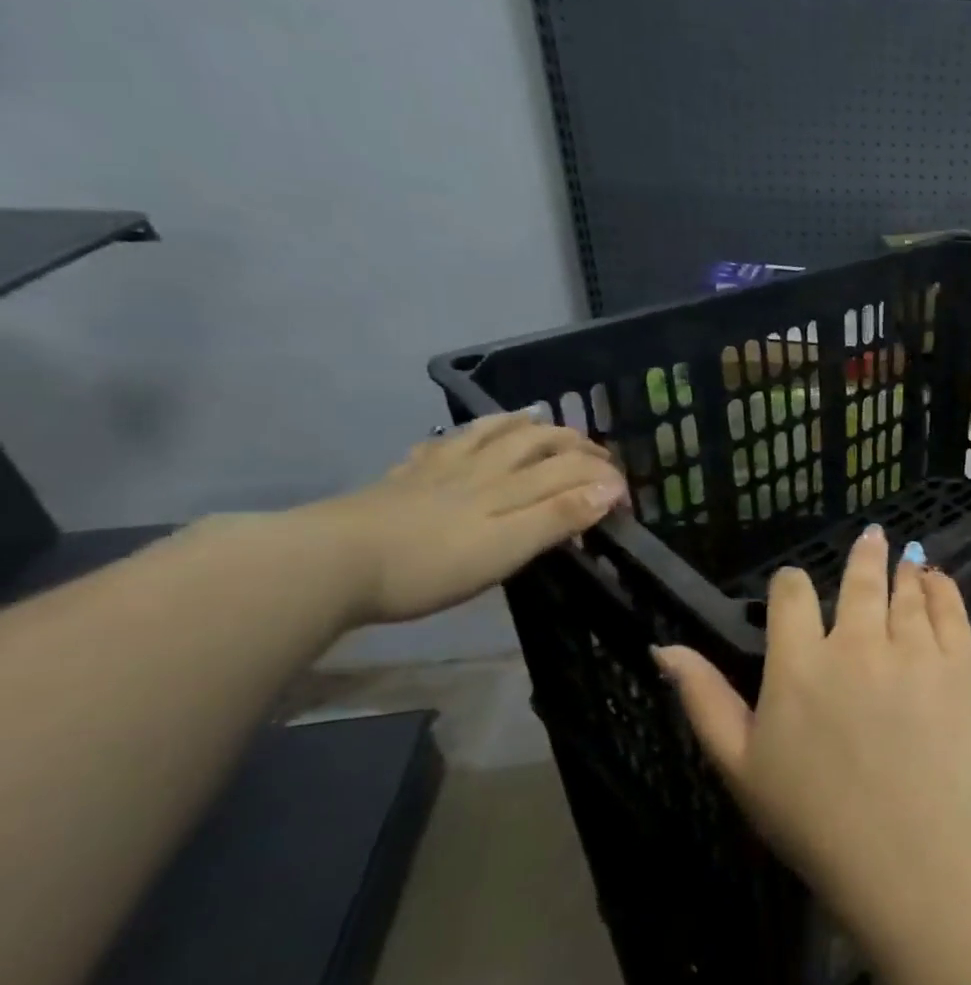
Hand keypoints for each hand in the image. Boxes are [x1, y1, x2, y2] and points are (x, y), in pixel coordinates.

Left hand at [304, 412, 627, 624]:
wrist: (328, 563)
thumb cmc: (428, 566)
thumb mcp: (506, 550)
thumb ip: (558, 517)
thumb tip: (610, 490)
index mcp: (510, 489)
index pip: (571, 471)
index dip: (606, 478)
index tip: (627, 500)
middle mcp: (482, 470)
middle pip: (537, 443)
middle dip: (575, 445)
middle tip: (598, 454)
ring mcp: (440, 470)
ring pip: (491, 435)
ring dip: (524, 425)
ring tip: (540, 418)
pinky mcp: (404, 479)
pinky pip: (443, 445)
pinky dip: (466, 434)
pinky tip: (463, 436)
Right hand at [655, 526, 970, 923]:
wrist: (911, 854)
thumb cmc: (815, 819)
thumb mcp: (740, 766)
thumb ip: (704, 700)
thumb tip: (665, 647)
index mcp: (800, 664)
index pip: (792, 595)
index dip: (792, 584)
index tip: (796, 586)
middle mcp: (858, 643)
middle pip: (860, 580)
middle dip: (864, 556)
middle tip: (872, 537)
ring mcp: (916, 650)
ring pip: (907, 591)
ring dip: (903, 571)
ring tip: (906, 559)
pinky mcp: (962, 664)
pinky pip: (951, 609)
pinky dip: (942, 588)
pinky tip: (937, 580)